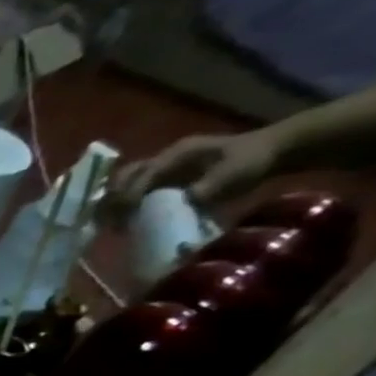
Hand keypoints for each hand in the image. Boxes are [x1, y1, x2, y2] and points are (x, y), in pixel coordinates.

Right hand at [111, 127, 283, 210]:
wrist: (269, 152)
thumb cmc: (252, 160)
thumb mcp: (236, 172)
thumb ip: (210, 186)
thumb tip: (184, 202)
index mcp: (179, 153)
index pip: (145, 172)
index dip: (131, 193)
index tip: (125, 214)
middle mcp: (164, 159)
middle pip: (125, 176)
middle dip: (112, 198)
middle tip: (106, 220)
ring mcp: (163, 169)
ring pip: (125, 184)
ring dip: (114, 203)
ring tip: (108, 224)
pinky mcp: (164, 181)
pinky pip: (136, 191)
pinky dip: (124, 206)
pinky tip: (122, 222)